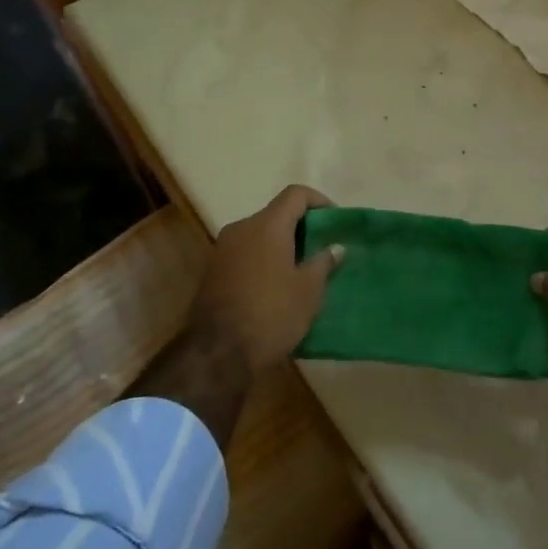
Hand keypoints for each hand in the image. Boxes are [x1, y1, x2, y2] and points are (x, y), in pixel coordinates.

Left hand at [188, 185, 343, 372]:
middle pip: (276, 213)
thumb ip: (323, 263)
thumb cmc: (271, 315)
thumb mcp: (308, 291)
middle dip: (301, 227)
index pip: (296, 194)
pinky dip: (263, 259)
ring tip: (301, 269)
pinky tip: (276, 285)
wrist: (217, 354)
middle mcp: (241, 228)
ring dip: (281, 245)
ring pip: (259, 234)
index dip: (319, 201)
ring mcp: (223, 249)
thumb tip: (334, 248)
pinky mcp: (212, 271)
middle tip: (321, 248)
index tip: (334, 221)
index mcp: (267, 225)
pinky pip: (245, 253)